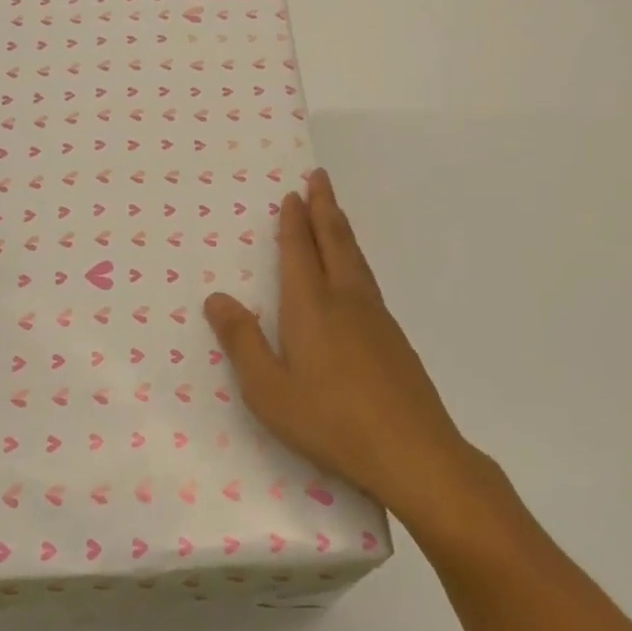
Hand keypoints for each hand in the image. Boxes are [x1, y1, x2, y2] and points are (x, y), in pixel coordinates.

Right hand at [204, 169, 494, 522]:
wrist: (414, 453)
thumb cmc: (330, 422)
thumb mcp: (268, 390)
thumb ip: (242, 342)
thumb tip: (217, 298)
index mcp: (311, 307)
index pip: (299, 251)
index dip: (293, 222)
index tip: (292, 193)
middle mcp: (346, 300)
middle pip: (334, 242)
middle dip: (323, 207)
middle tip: (319, 177)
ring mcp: (376, 318)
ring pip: (355, 259)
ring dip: (341, 229)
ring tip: (334, 212)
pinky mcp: (394, 338)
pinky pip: (367, 280)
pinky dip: (355, 259)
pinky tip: (354, 275)